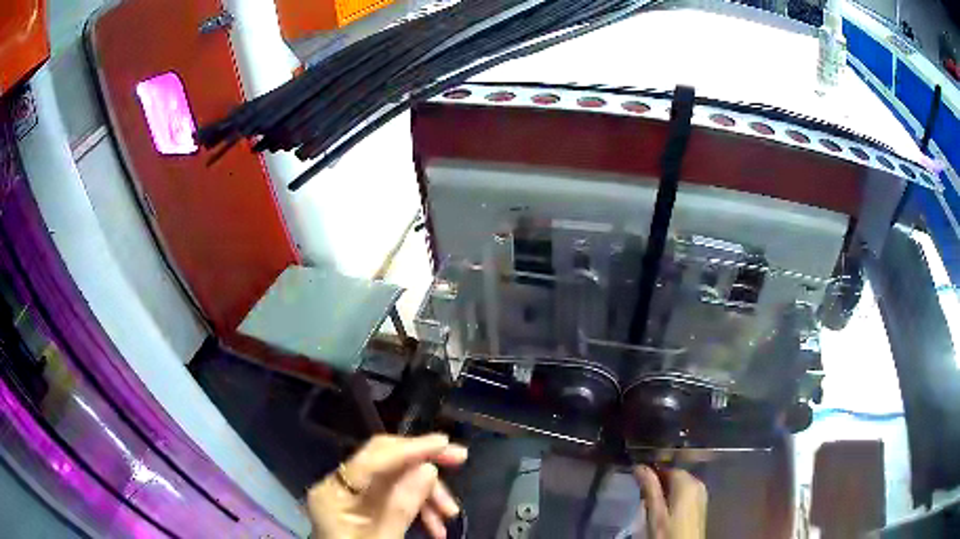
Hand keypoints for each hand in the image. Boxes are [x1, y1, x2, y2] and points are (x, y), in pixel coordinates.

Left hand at [307, 434, 467, 538]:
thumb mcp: (382, 538)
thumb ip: (401, 507)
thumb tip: (428, 469)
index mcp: (333, 492)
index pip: (373, 458)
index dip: (411, 448)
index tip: (445, 442)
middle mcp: (340, 486)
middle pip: (385, 462)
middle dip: (424, 464)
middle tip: (460, 459)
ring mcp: (352, 496)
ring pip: (395, 480)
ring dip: (426, 493)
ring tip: (450, 514)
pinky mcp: (364, 507)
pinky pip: (395, 496)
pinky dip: (418, 506)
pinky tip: (435, 525)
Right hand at [633, 465, 707, 538]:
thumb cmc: (668, 532)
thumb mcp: (655, 512)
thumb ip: (649, 487)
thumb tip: (639, 466)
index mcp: (687, 483)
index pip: (667, 468)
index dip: (652, 474)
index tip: (638, 485)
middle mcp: (698, 484)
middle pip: (674, 476)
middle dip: (658, 484)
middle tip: (643, 498)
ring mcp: (701, 495)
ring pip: (679, 486)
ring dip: (665, 493)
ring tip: (652, 507)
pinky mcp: (700, 505)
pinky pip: (685, 494)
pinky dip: (673, 499)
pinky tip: (665, 512)